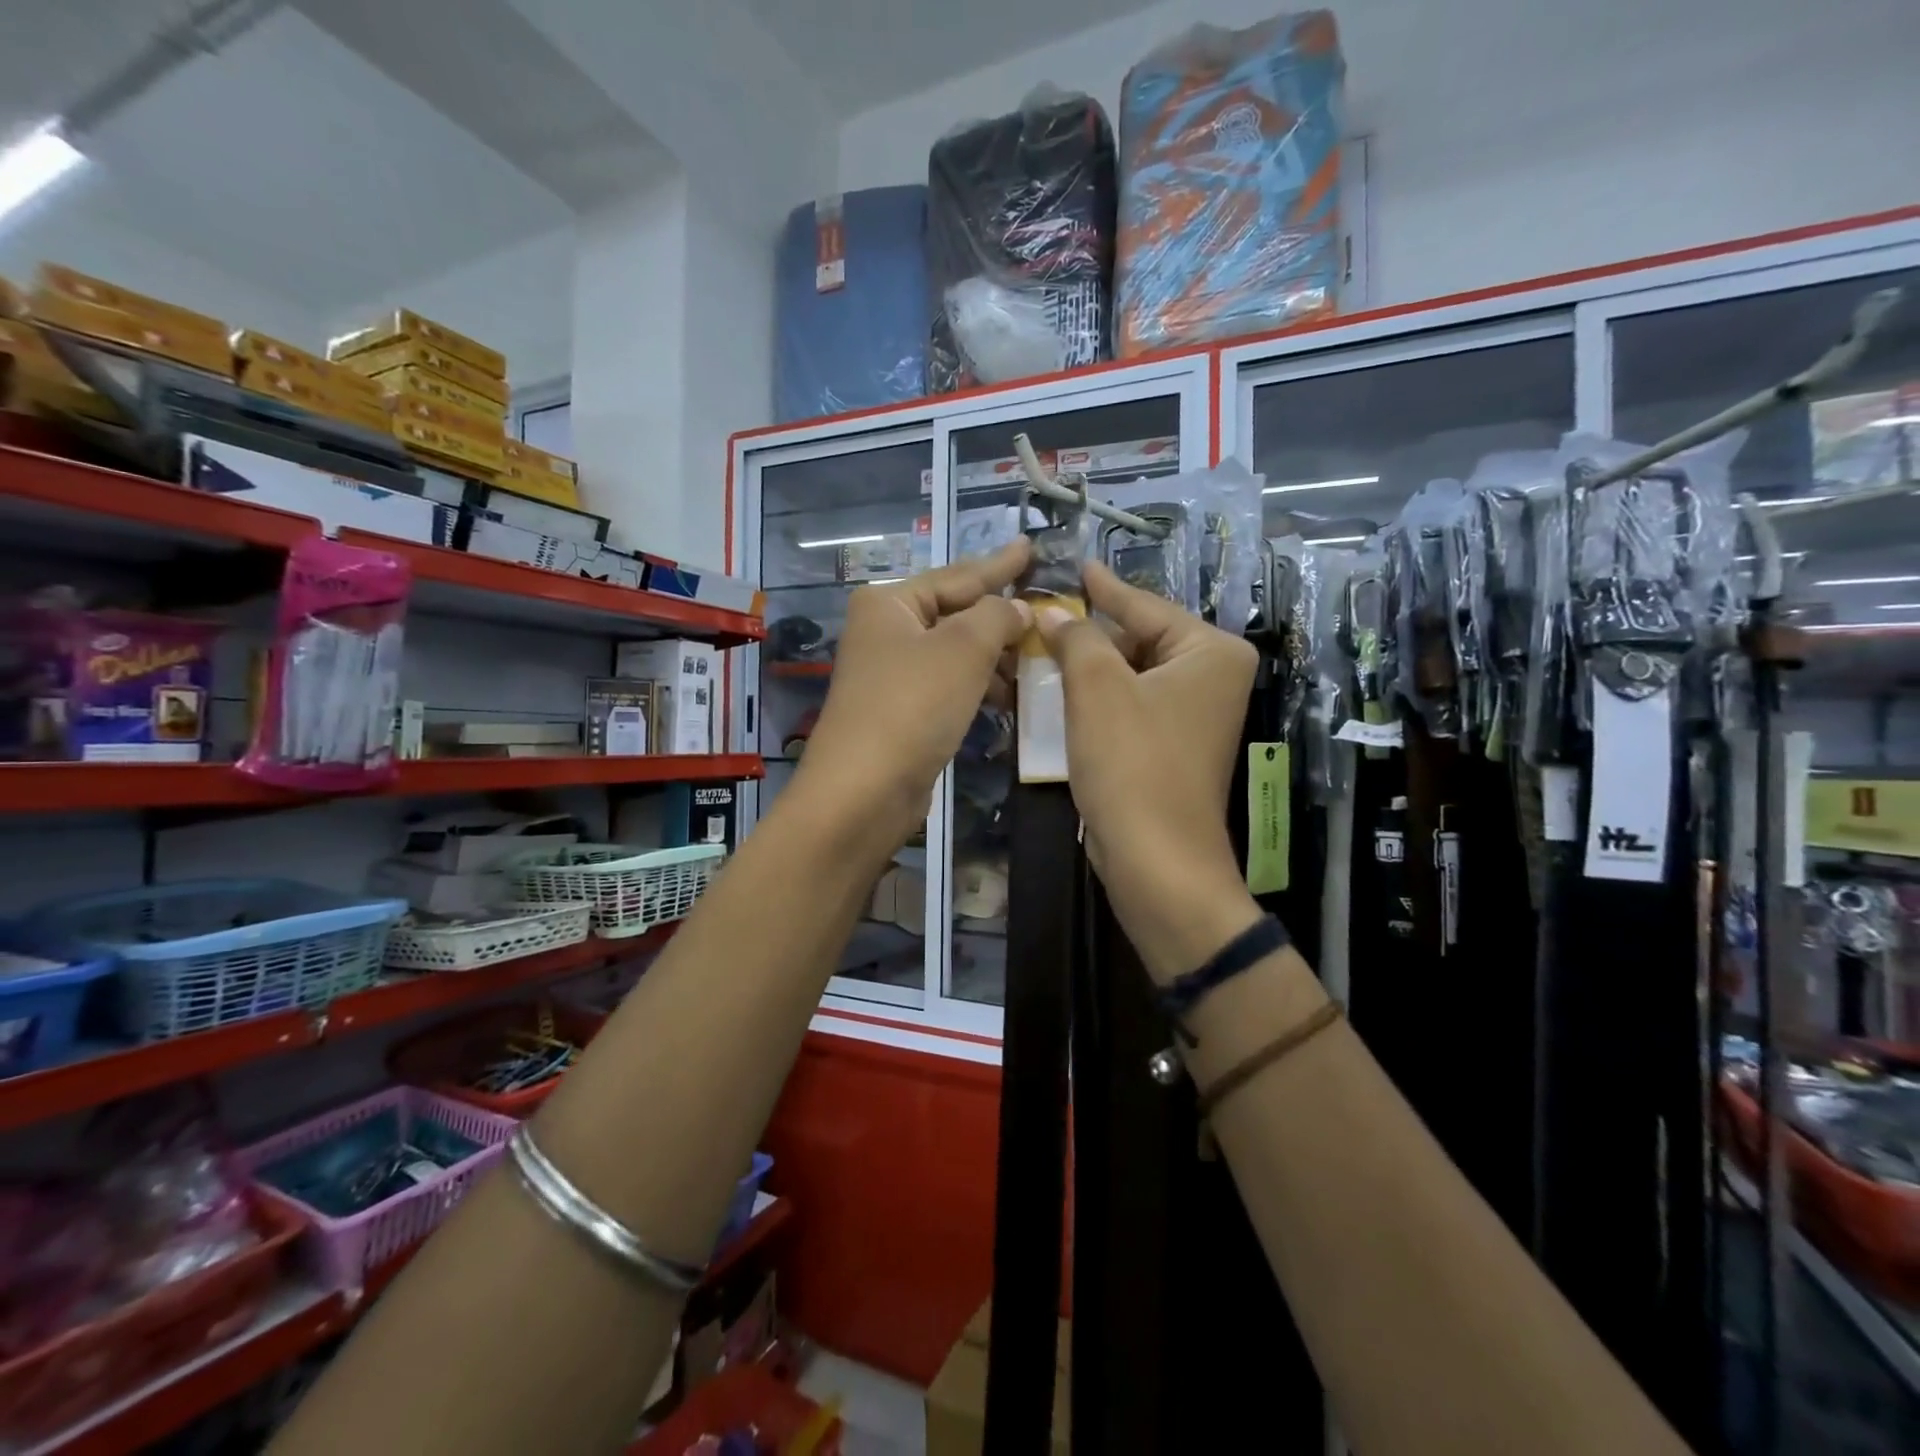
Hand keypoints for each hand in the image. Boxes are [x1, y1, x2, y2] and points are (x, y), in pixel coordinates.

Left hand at [796, 538, 1032, 848]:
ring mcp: (892, 673)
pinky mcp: (902, 711)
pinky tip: (1010, 697)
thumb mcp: (963, 649)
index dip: (1000, 564)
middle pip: (956, 613)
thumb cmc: (913, 705)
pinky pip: (951, 685)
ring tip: (1039, 661)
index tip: (1031, 547)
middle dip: (1002, 617)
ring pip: (956, 652)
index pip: (958, 575)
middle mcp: (886, 631)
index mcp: (890, 603)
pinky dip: (980, 687)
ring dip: (996, 657)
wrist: (865, 790)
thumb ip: (998, 617)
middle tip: (1049, 612)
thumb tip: (1019, 609)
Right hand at [1036, 562, 1262, 981]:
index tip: (1076, 565)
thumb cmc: (1132, 763)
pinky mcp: (1170, 747)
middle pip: (1138, 639)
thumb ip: (1076, 637)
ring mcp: (1193, 716)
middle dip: (1088, 633)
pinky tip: (1057, 693)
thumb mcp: (1096, 687)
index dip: (1103, 587)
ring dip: (1085, 668)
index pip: (1144, 605)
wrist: (1155, 859)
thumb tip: (1054, 612)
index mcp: (1210, 651)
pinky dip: (1095, 700)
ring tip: (1039, 648)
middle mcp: (1211, 678)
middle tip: (1041, 616)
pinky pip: (1128, 706)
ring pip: (1129, 675)